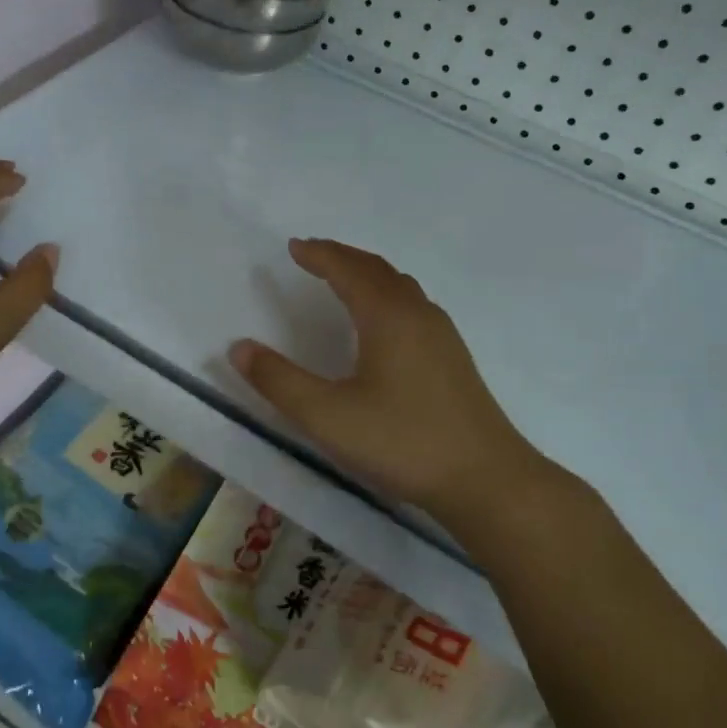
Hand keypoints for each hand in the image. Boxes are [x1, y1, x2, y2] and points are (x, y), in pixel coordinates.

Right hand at [228, 238, 566, 530]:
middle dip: (342, 257)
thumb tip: (239, 348)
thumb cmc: (402, 442)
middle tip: (313, 254)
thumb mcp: (327, 416)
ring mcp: (442, 336)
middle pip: (377, 270)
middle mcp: (418, 315)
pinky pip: (413, 306)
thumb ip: (279, 381)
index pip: (348, 270)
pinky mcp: (453, 359)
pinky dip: (387, 295)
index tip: (293, 247)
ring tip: (343, 279)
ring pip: (400, 287)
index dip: (319, 255)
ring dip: (368, 274)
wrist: (487, 480)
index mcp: (387, 317)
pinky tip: (382, 324)